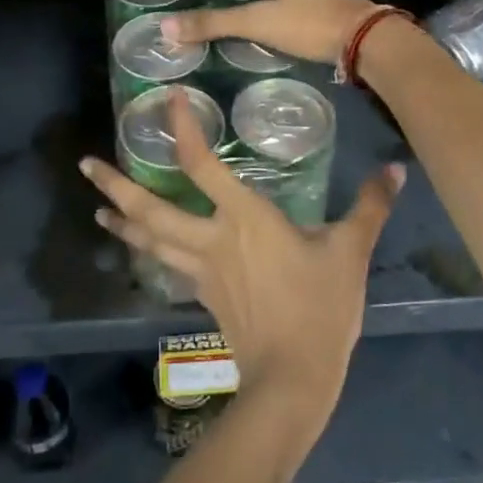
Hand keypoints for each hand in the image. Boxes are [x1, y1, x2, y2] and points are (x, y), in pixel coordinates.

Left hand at [80, 88, 405, 444]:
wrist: (292, 381)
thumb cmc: (320, 309)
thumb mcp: (351, 253)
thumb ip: (370, 207)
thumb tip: (396, 168)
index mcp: (244, 219)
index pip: (202, 165)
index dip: (183, 130)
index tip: (167, 100)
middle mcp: (211, 238)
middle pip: (151, 208)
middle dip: (116, 185)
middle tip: (86, 165)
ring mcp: (201, 271)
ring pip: (149, 240)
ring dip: (121, 219)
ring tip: (98, 204)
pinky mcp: (202, 296)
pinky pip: (166, 264)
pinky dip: (147, 250)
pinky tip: (140, 247)